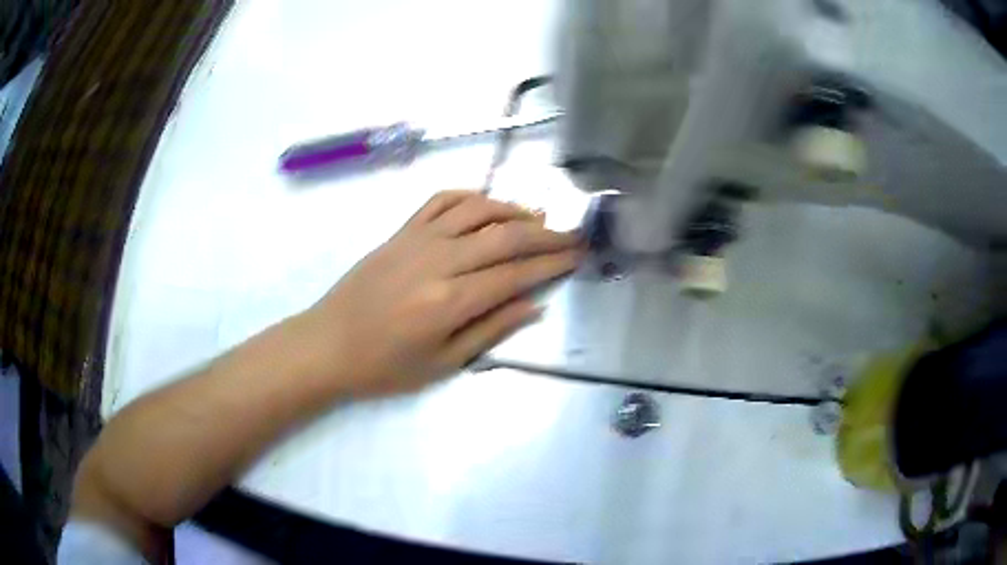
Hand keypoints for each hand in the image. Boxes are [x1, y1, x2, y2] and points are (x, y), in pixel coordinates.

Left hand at [298, 191, 582, 397]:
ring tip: (539, 219)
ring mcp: (417, 239)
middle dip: (547, 235)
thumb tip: (534, 305)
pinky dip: (470, 196)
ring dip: (514, 210)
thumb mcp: (441, 364)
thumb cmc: (384, 366)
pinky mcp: (400, 231)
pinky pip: (440, 201)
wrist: (328, 343)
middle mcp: (439, 261)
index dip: (552, 263)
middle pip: (505, 236)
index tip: (579, 255)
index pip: (515, 273)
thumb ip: (490, 330)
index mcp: (450, 301)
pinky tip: (487, 204)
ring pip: (478, 210)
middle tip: (574, 235)